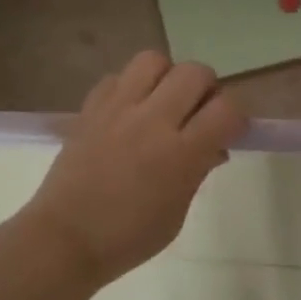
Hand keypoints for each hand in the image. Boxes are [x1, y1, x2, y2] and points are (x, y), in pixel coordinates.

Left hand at [21, 51, 246, 283]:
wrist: (64, 238)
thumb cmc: (128, 238)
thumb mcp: (177, 213)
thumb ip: (198, 171)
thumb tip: (214, 147)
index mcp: (180, 154)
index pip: (226, 109)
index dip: (236, 118)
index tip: (229, 132)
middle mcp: (151, 121)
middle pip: (194, 72)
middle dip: (206, 89)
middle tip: (198, 113)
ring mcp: (117, 110)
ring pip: (153, 60)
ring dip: (167, 77)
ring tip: (162, 103)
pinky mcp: (90, 108)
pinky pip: (116, 77)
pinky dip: (130, 87)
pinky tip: (129, 112)